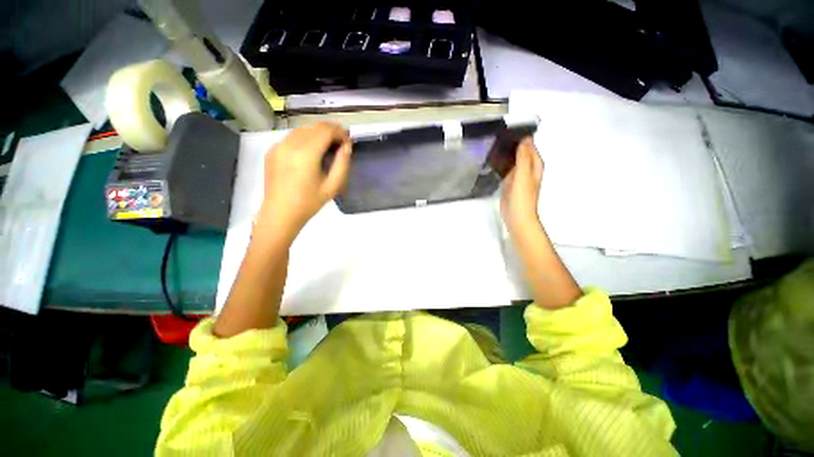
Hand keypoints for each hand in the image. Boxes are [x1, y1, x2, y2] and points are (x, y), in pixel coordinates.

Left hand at [258, 122, 351, 239]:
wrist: (280, 213)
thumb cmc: (309, 202)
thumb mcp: (332, 186)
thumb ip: (342, 164)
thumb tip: (347, 146)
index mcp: (306, 154)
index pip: (326, 131)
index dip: (340, 132)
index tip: (348, 141)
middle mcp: (290, 144)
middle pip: (314, 127)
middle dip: (330, 131)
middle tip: (341, 142)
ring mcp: (278, 146)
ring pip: (303, 129)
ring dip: (318, 133)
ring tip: (328, 145)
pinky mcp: (273, 150)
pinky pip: (293, 136)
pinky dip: (306, 138)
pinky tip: (311, 151)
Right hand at [500, 137, 542, 236]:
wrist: (516, 217)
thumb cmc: (522, 197)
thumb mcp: (523, 175)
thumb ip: (523, 157)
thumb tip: (524, 139)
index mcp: (534, 165)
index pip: (529, 146)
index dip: (520, 138)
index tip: (507, 132)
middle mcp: (527, 169)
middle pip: (520, 152)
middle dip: (511, 145)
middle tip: (496, 137)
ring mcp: (518, 176)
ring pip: (512, 160)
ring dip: (505, 154)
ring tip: (492, 146)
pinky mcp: (509, 183)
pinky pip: (505, 169)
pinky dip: (501, 164)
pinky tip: (492, 161)